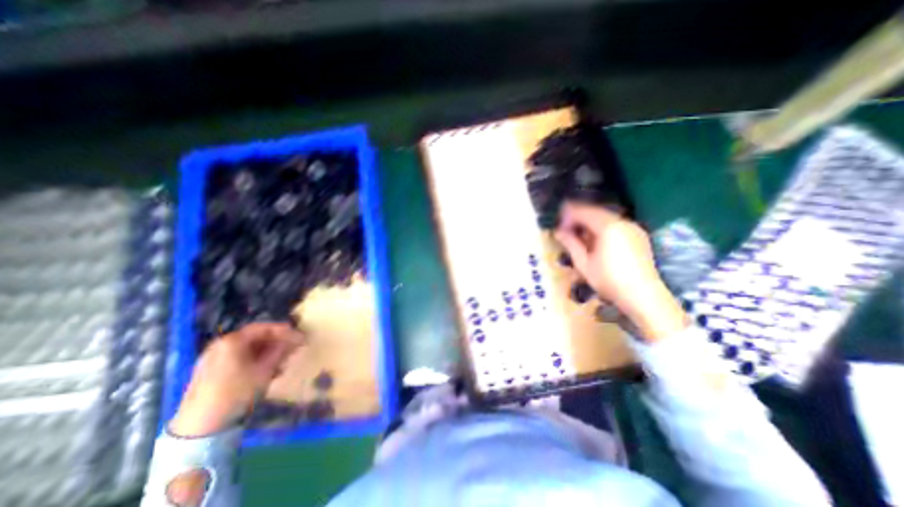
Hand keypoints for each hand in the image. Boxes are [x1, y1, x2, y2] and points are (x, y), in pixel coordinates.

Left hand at [171, 325, 304, 434]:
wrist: (199, 427)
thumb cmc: (236, 392)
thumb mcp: (265, 370)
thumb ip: (281, 351)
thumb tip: (295, 339)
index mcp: (232, 341)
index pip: (264, 327)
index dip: (284, 331)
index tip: (299, 336)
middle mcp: (220, 344)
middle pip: (255, 337)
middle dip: (276, 342)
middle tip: (292, 349)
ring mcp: (212, 358)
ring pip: (247, 349)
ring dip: (267, 352)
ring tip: (281, 363)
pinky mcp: (208, 372)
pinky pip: (237, 358)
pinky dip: (254, 360)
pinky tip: (265, 371)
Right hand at [555, 200, 690, 341]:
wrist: (643, 296)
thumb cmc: (609, 281)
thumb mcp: (583, 263)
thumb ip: (570, 243)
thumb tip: (558, 232)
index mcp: (608, 227)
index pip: (584, 212)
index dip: (568, 216)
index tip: (558, 226)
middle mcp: (623, 222)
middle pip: (596, 212)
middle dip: (578, 218)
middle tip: (565, 230)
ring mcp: (633, 228)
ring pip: (606, 218)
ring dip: (590, 223)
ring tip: (578, 236)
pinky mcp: (639, 236)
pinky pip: (616, 225)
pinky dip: (602, 228)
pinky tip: (595, 241)